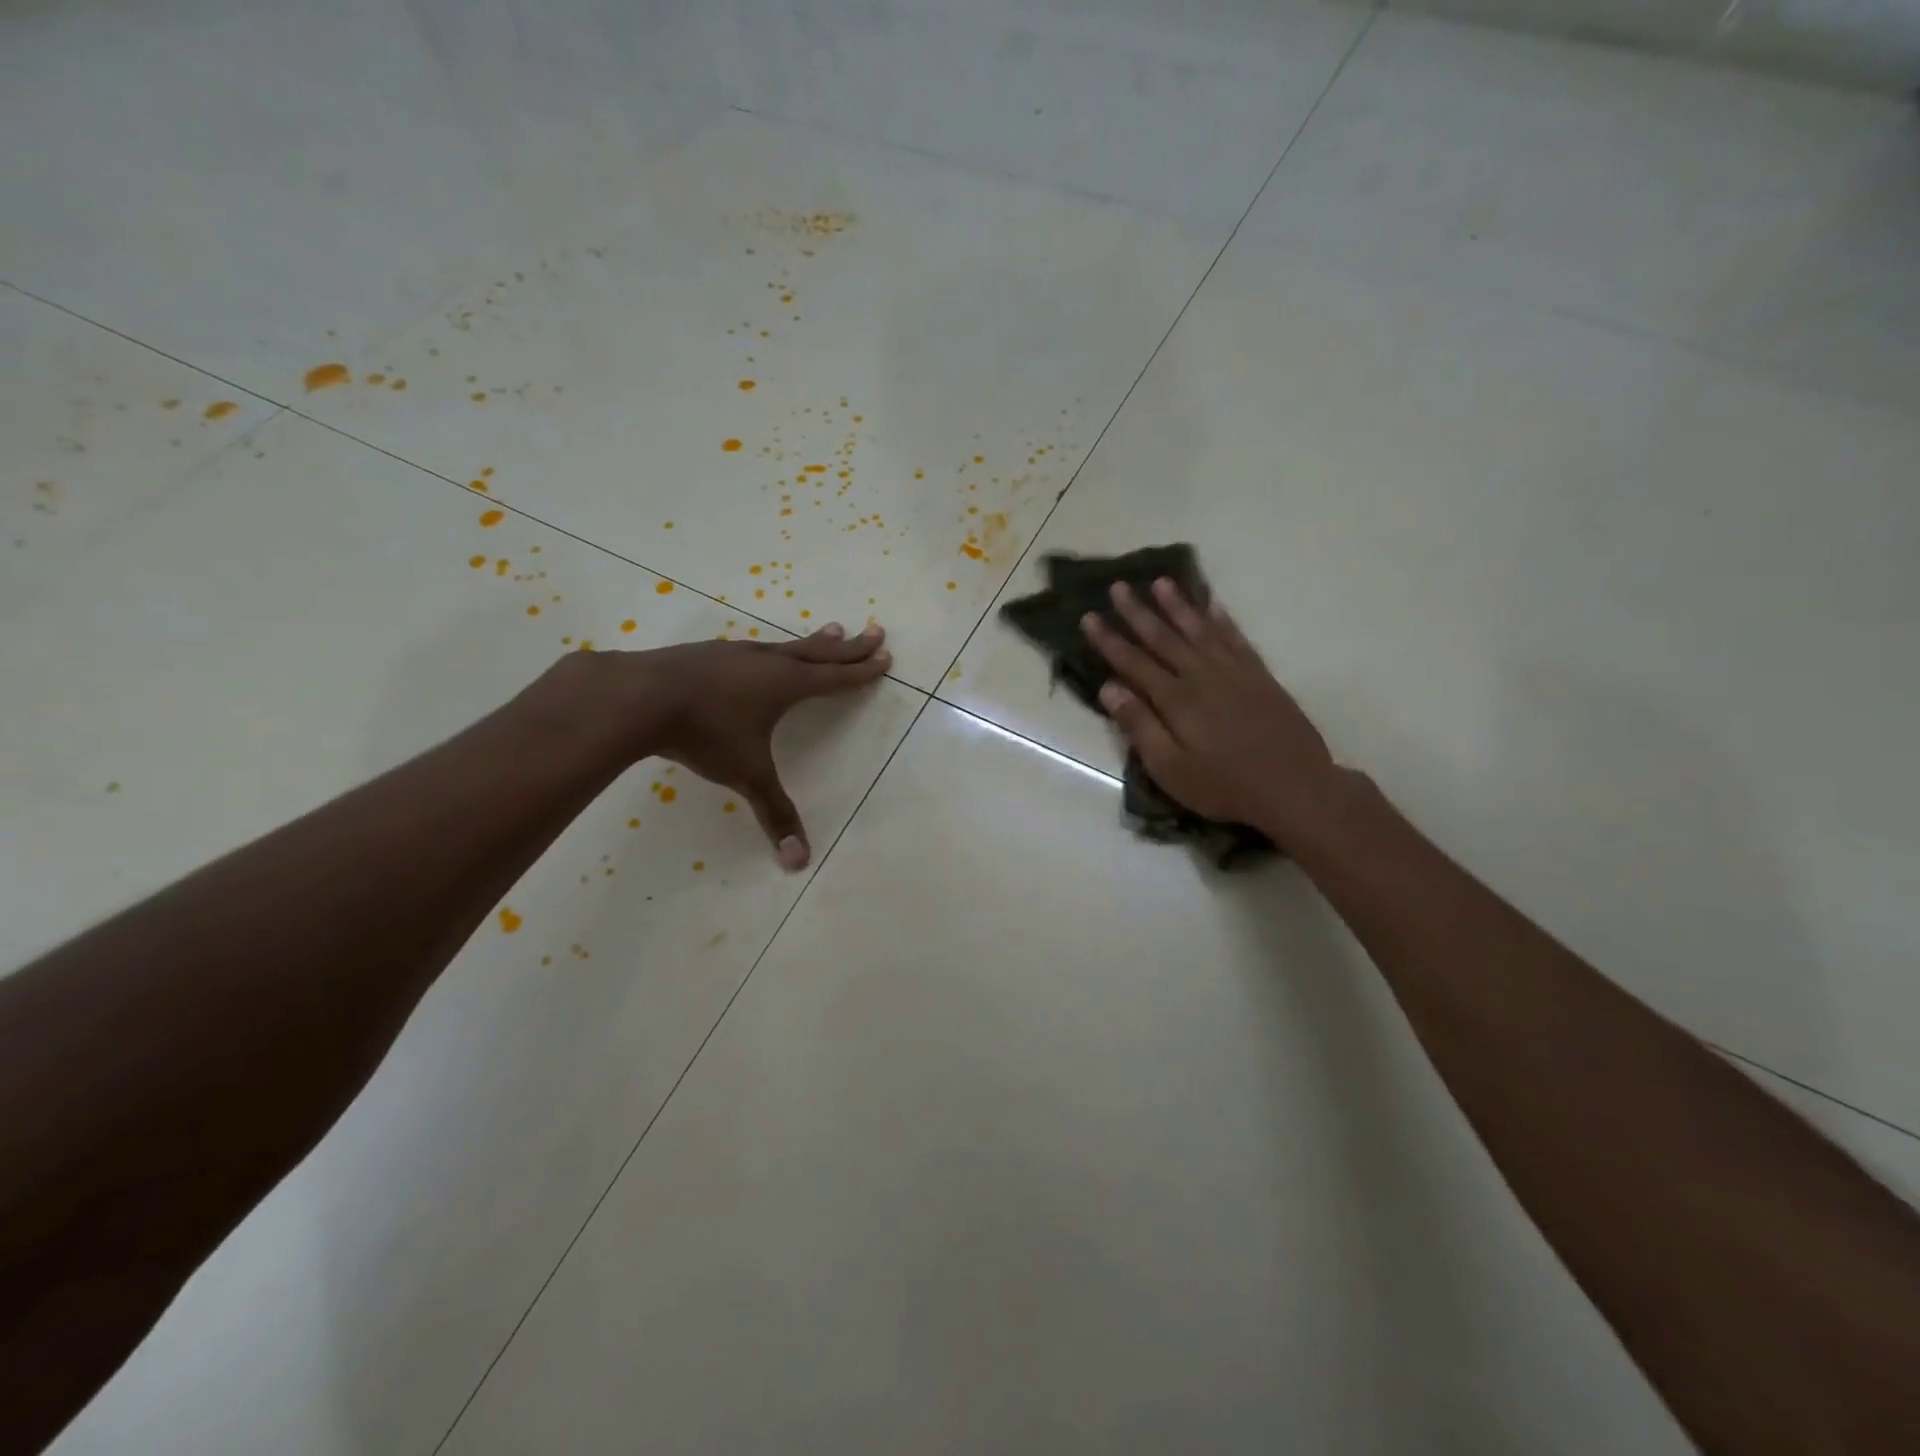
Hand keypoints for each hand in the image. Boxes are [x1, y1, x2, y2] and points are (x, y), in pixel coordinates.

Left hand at [585, 622, 890, 869]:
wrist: (638, 696)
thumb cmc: (704, 733)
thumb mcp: (745, 774)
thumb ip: (774, 813)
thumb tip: (800, 862)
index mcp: (786, 685)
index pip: (835, 678)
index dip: (862, 671)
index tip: (885, 657)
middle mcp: (767, 663)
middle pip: (819, 652)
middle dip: (850, 646)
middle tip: (876, 631)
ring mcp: (735, 654)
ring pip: (786, 645)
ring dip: (813, 642)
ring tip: (832, 630)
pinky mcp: (707, 653)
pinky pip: (754, 649)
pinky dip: (774, 649)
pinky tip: (761, 654)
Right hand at [1082, 581, 1339, 845]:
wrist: (1295, 787)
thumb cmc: (1224, 786)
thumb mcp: (1170, 769)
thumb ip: (1140, 726)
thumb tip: (1109, 688)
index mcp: (1176, 700)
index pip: (1133, 662)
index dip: (1109, 640)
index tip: (1088, 616)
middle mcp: (1202, 676)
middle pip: (1164, 637)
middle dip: (1138, 612)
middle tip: (1118, 586)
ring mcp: (1234, 672)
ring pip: (1199, 629)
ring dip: (1178, 605)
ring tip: (1161, 582)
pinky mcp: (1260, 676)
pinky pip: (1236, 638)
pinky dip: (1222, 619)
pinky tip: (1213, 605)